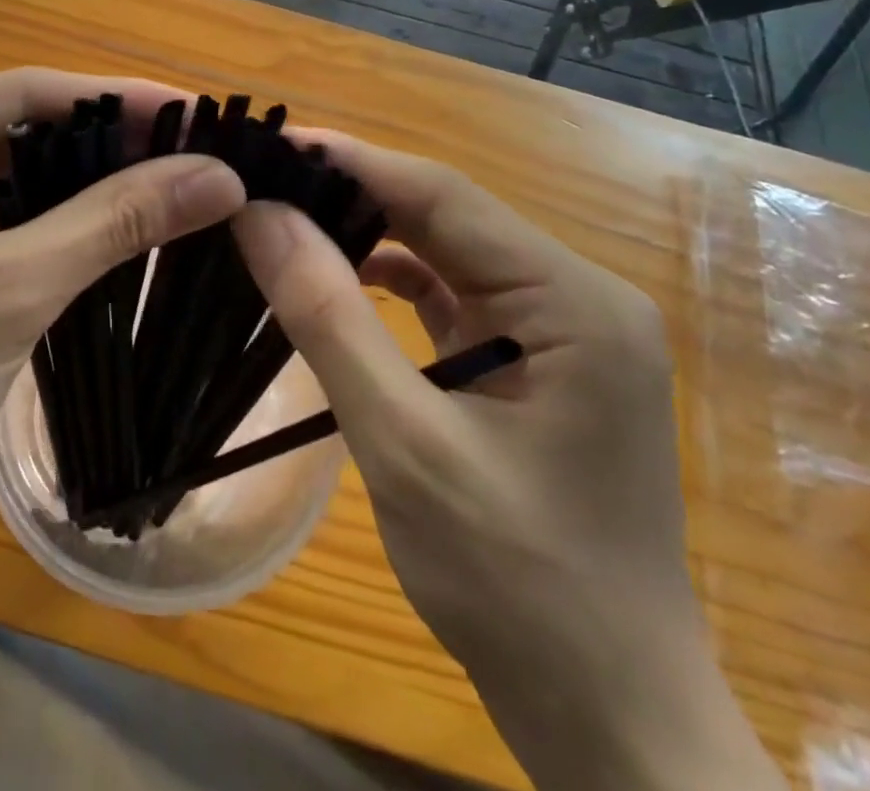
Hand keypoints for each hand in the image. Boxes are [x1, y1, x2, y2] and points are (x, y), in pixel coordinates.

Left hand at [0, 69, 244, 548]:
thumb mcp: (10, 291)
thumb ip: (115, 222)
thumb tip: (219, 175)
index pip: (25, 93)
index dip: (118, 99)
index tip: (201, 114)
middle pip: (22, 130)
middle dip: (109, 144)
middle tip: (199, 154)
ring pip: (16, 176)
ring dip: (89, 186)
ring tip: (177, 187)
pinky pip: (1, 219)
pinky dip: (58, 225)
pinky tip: (118, 232)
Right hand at [232, 135, 782, 790]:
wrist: (610, 722)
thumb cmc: (518, 587)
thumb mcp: (404, 444)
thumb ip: (329, 317)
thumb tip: (260, 215)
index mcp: (575, 301)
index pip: (442, 196)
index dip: (349, 163)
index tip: (266, 146)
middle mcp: (577, 297)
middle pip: (444, 217)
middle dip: (350, 196)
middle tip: (259, 182)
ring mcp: (558, 330)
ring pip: (443, 253)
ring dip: (365, 236)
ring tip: (281, 221)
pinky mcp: (532, 362)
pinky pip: (450, 297)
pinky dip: (389, 284)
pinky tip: (335, 281)